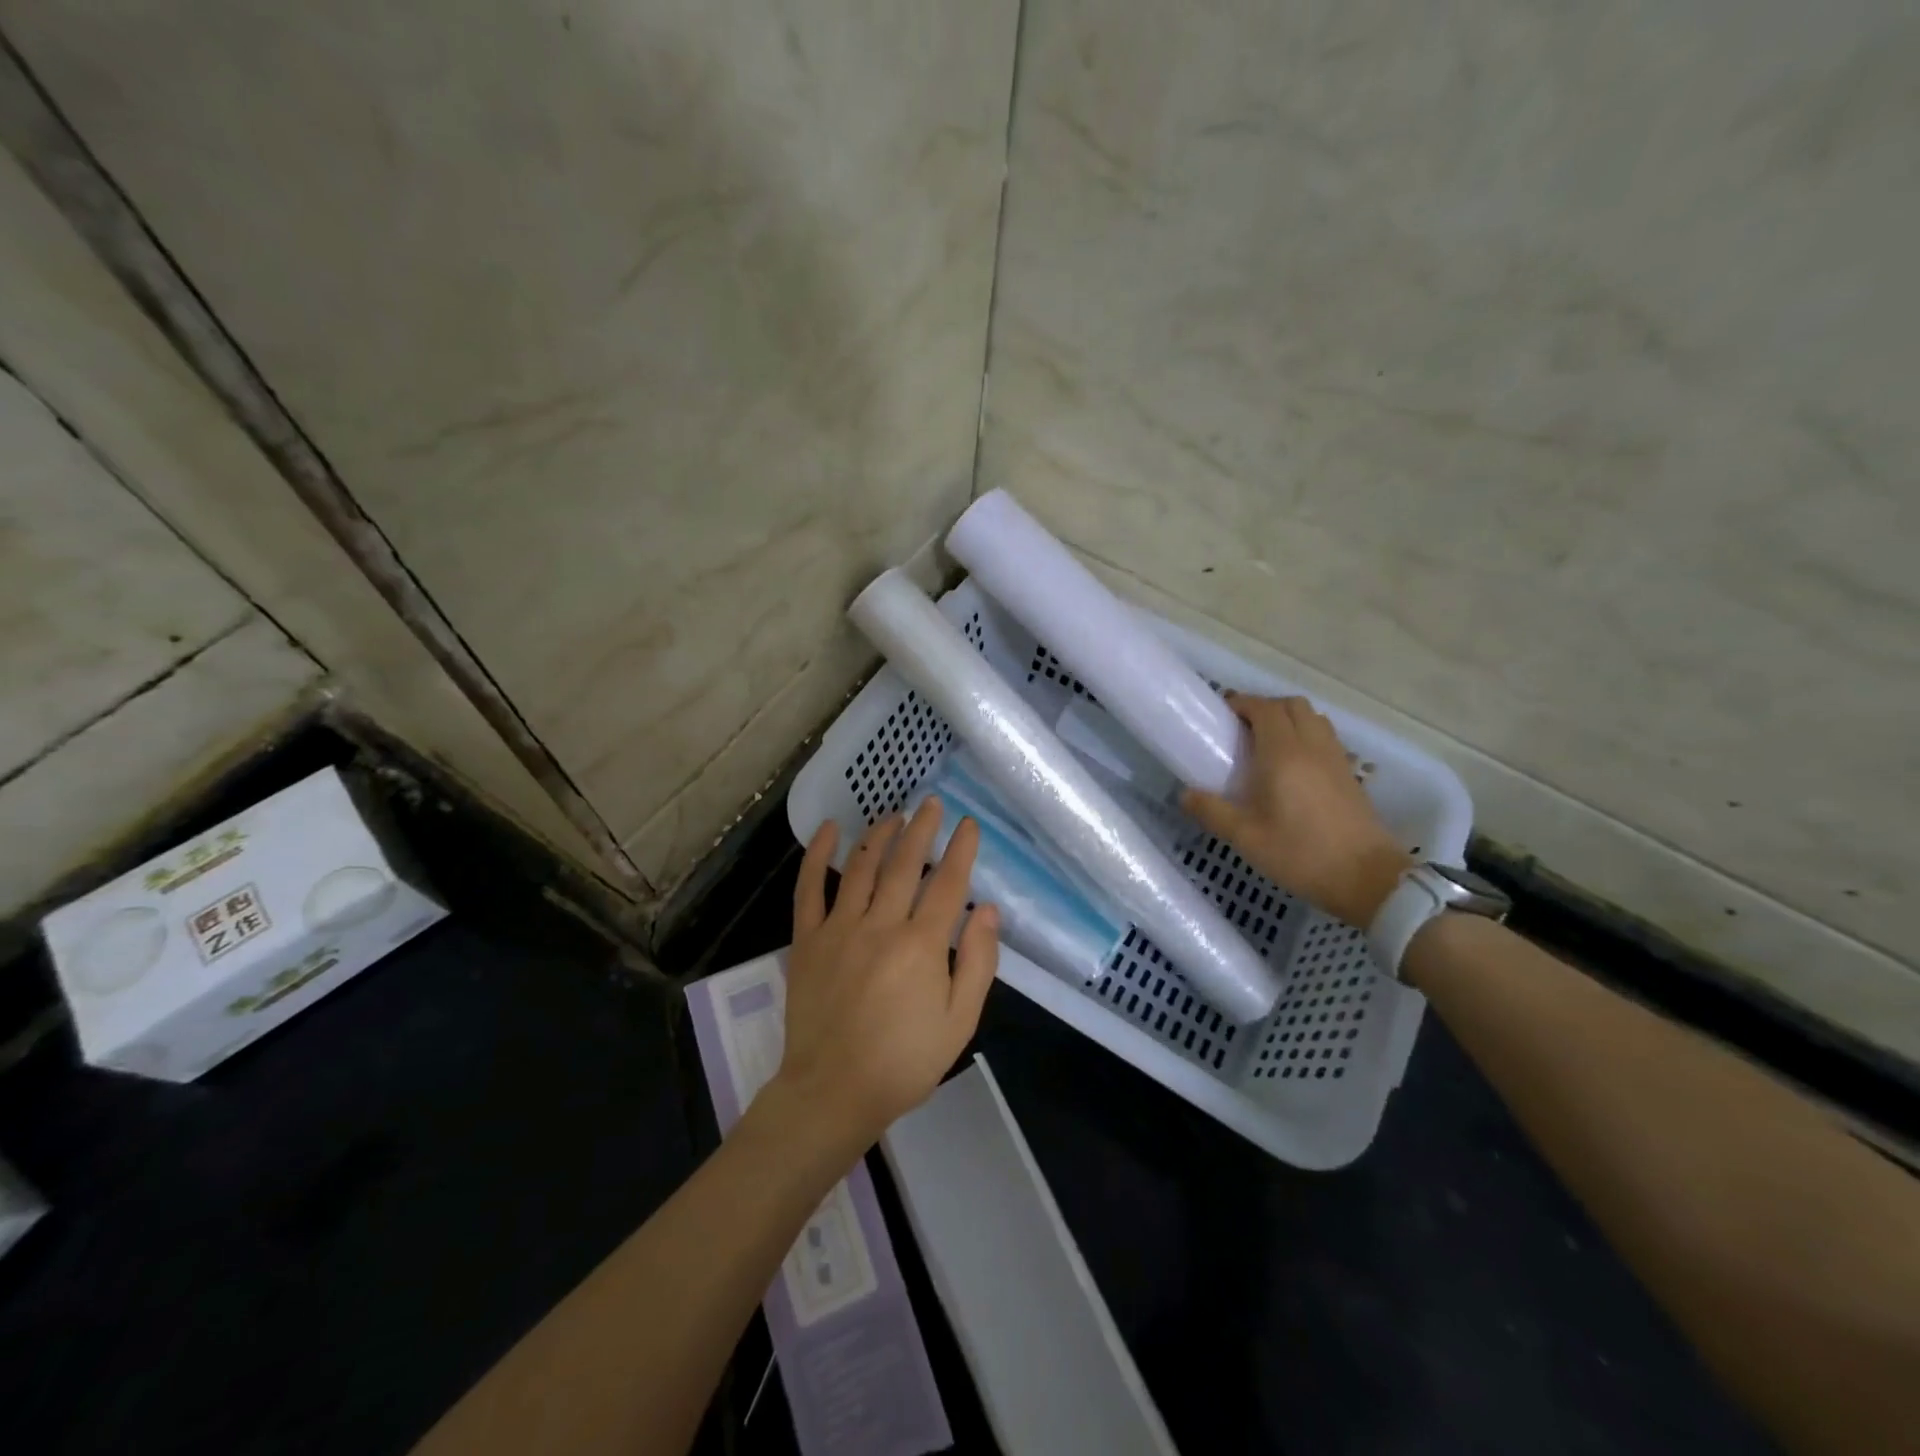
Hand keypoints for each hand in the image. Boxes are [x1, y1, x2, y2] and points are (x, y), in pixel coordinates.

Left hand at [772, 800, 999, 1149]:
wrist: (833, 1092)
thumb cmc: (904, 1062)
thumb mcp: (960, 1021)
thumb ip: (978, 962)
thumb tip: (988, 909)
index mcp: (922, 945)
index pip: (947, 883)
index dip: (960, 850)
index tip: (969, 824)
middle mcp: (881, 925)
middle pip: (904, 864)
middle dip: (921, 829)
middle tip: (932, 803)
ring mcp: (839, 929)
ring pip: (861, 867)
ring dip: (879, 834)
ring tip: (894, 814)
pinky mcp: (807, 940)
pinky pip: (809, 889)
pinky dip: (817, 855)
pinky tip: (829, 829)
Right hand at [1181, 693, 1411, 927]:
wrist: (1367, 878)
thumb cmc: (1301, 854)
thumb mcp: (1246, 837)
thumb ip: (1212, 811)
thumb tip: (1184, 795)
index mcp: (1283, 753)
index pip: (1263, 708)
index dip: (1241, 703)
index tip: (1221, 714)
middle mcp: (1311, 746)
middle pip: (1291, 705)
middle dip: (1264, 707)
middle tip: (1241, 729)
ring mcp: (1335, 758)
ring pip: (1312, 717)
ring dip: (1288, 718)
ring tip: (1266, 743)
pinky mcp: (1349, 773)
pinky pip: (1325, 736)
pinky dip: (1306, 735)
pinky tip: (1293, 764)